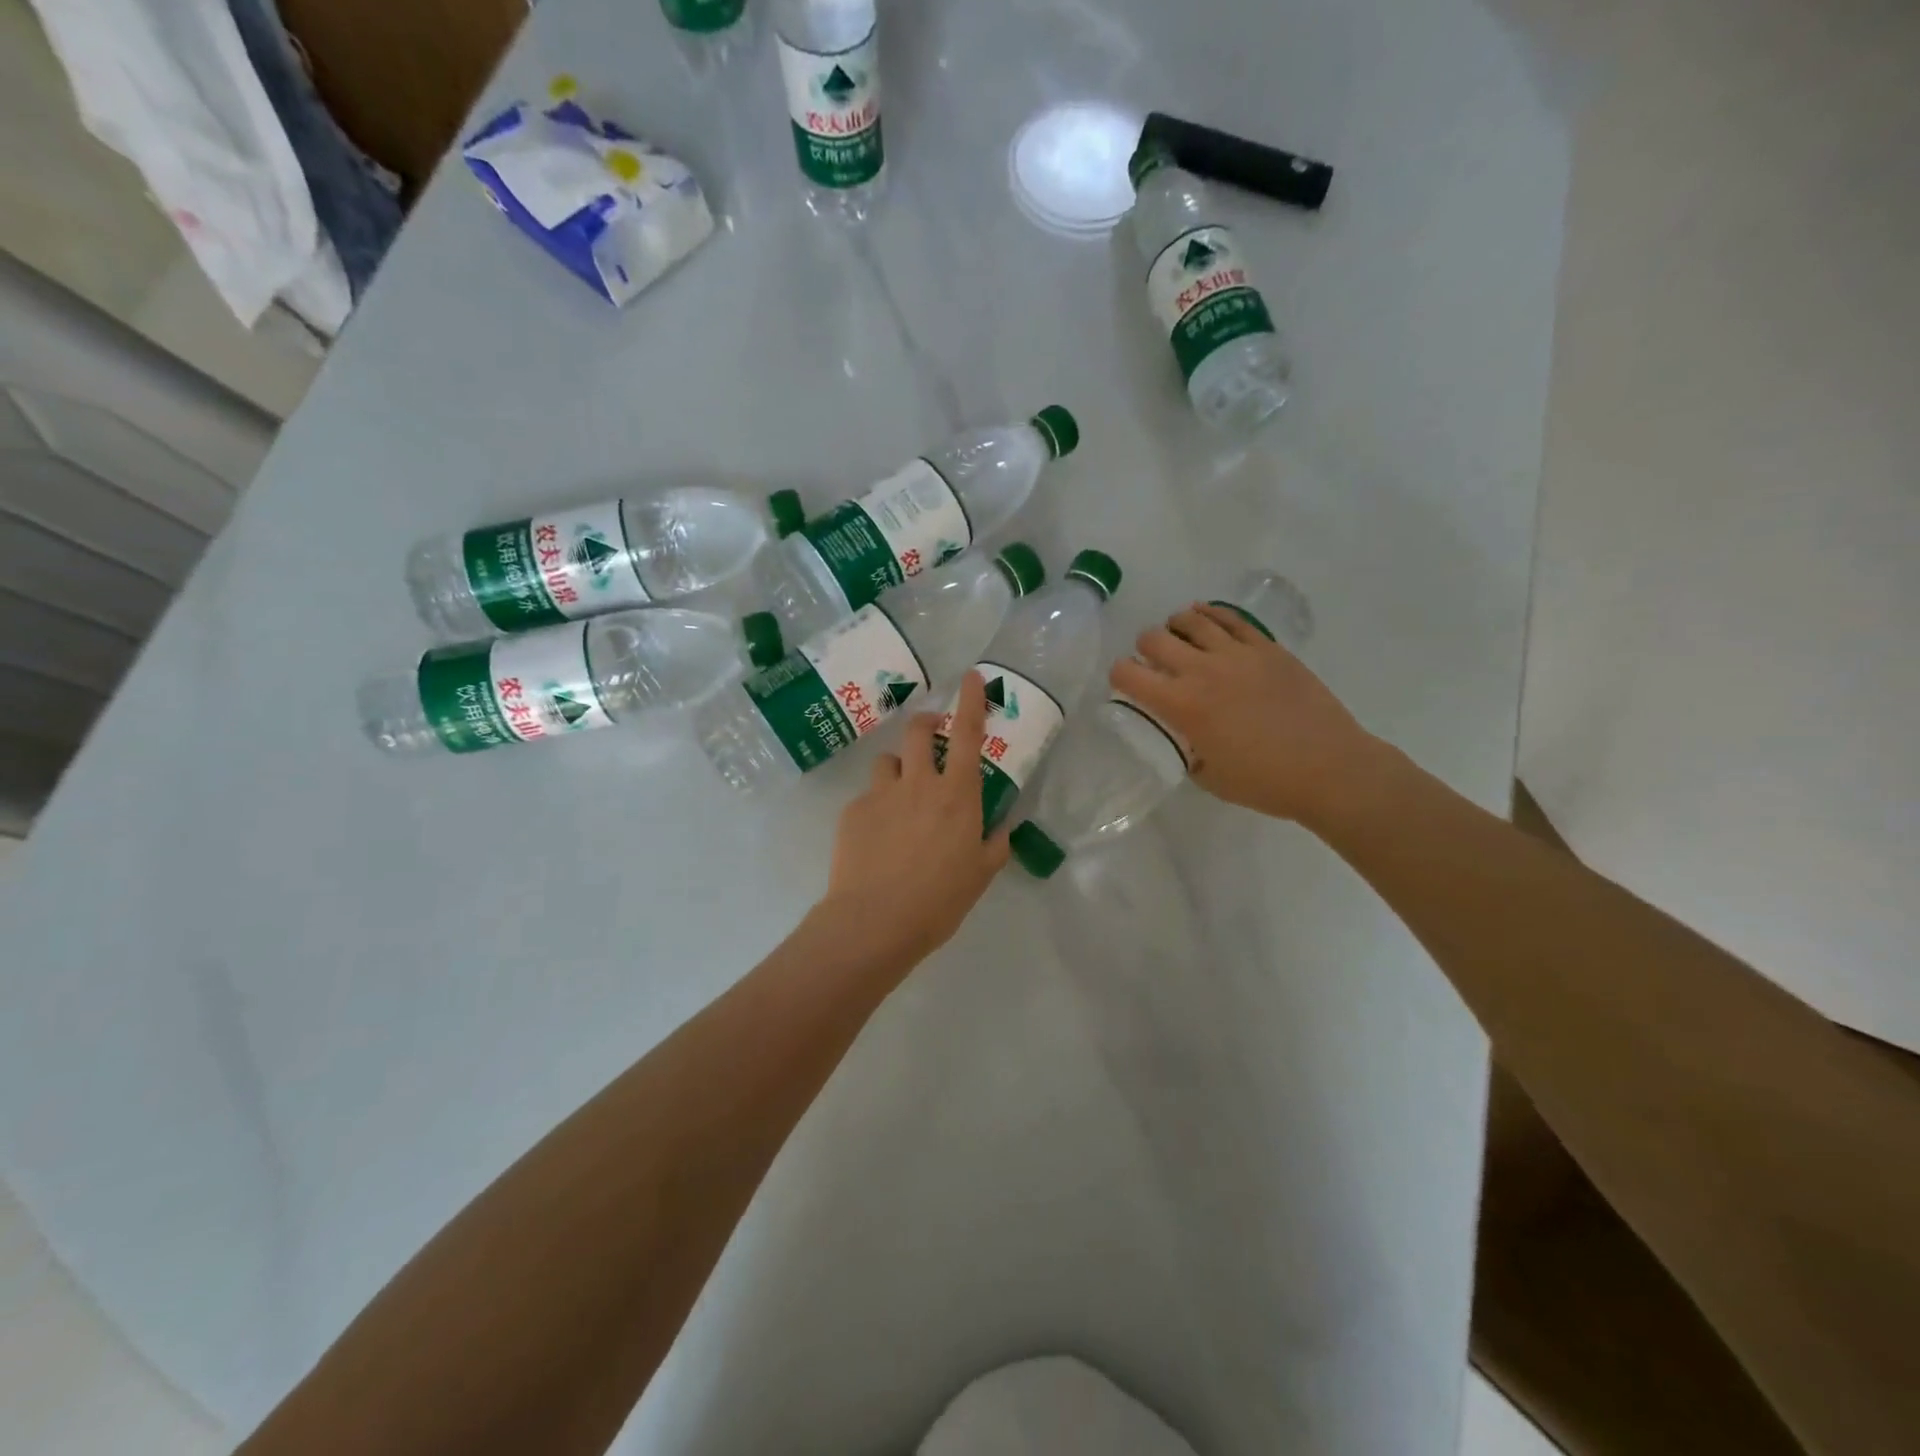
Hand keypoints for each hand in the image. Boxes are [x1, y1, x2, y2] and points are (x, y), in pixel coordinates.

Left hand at [819, 671, 1012, 966]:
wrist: (874, 921)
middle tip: (931, 735)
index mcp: (957, 795)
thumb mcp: (980, 875)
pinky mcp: (853, 811)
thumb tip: (1002, 828)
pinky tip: (876, 840)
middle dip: (927, 723)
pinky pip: (868, 797)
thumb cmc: (938, 901)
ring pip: (888, 761)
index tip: (970, 677)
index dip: (972, 701)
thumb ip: (994, 845)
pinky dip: (877, 808)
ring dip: (898, 769)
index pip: (968, 734)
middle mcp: (919, 783)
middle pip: (919, 731)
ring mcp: (881, 794)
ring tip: (899, 798)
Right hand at [1110, 604, 1381, 829]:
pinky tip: (1205, 621)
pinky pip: (1229, 618)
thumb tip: (1182, 735)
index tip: (1126, 686)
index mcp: (1182, 705)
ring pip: (1190, 619)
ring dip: (1175, 627)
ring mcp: (1237, 653)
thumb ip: (1185, 748)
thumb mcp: (1208, 776)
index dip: (1118, 677)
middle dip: (1144, 650)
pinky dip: (1209, 615)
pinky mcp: (1266, 647)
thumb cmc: (1265, 782)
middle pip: (1153, 638)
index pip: (1128, 674)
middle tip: (1153, 664)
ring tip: (1179, 639)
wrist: (1330, 768)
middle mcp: (1202, 670)